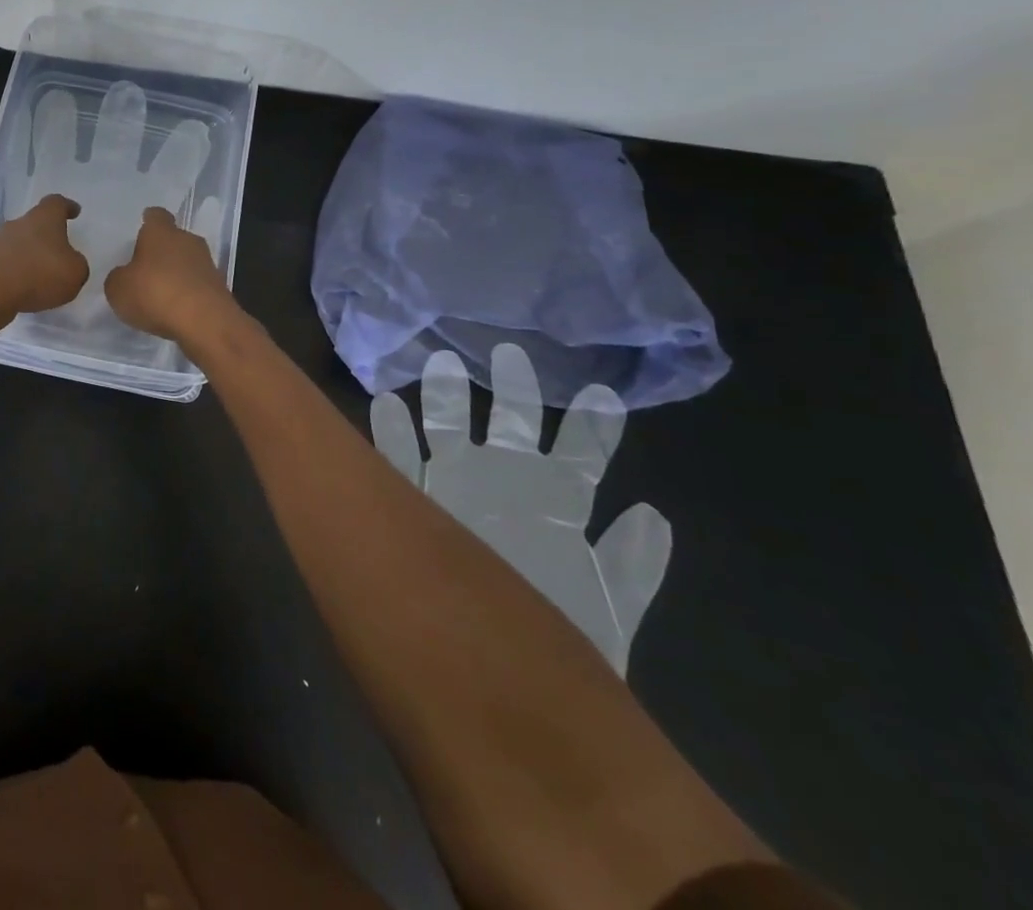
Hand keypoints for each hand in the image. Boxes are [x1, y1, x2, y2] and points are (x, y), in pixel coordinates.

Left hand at [0, 193, 89, 315]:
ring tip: (41, 275)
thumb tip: (71, 263)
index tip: (74, 211)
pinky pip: (5, 263)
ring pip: (18, 243)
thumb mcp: (75, 272)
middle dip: (46, 235)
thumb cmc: (39, 274)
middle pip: (35, 223)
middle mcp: (19, 224)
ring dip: (29, 255)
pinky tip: (23, 289)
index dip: (67, 207)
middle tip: (59, 250)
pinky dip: (15, 273)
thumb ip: (77, 265)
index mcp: (44, 218)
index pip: (57, 203)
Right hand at [103, 206, 233, 343]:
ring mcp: (207, 264)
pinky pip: (196, 285)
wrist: (205, 322)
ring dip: (175, 274)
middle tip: (144, 268)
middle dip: (161, 251)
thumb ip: (119, 277)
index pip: (155, 216)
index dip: (148, 222)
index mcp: (161, 232)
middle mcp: (187, 240)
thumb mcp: (118, 288)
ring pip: (187, 262)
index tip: (141, 229)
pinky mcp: (219, 288)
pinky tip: (174, 310)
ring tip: (158, 293)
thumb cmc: (155, 293)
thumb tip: (125, 276)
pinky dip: (186, 294)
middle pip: (173, 239)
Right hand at [369, 343, 671, 676]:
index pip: (580, 454)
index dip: (591, 424)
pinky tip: (384, 406)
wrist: (504, 680)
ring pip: (453, 431)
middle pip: (512, 425)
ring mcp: (463, 489)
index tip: (598, 392)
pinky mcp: (426, 502)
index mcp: (556, 502)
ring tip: (439, 365)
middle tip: (507, 352)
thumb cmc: (562, 636)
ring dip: (445, 399)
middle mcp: (509, 485)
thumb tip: (648, 511)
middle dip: (511, 388)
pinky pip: (402, 460)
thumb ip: (633, 563)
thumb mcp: (610, 608)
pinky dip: (391, 433)